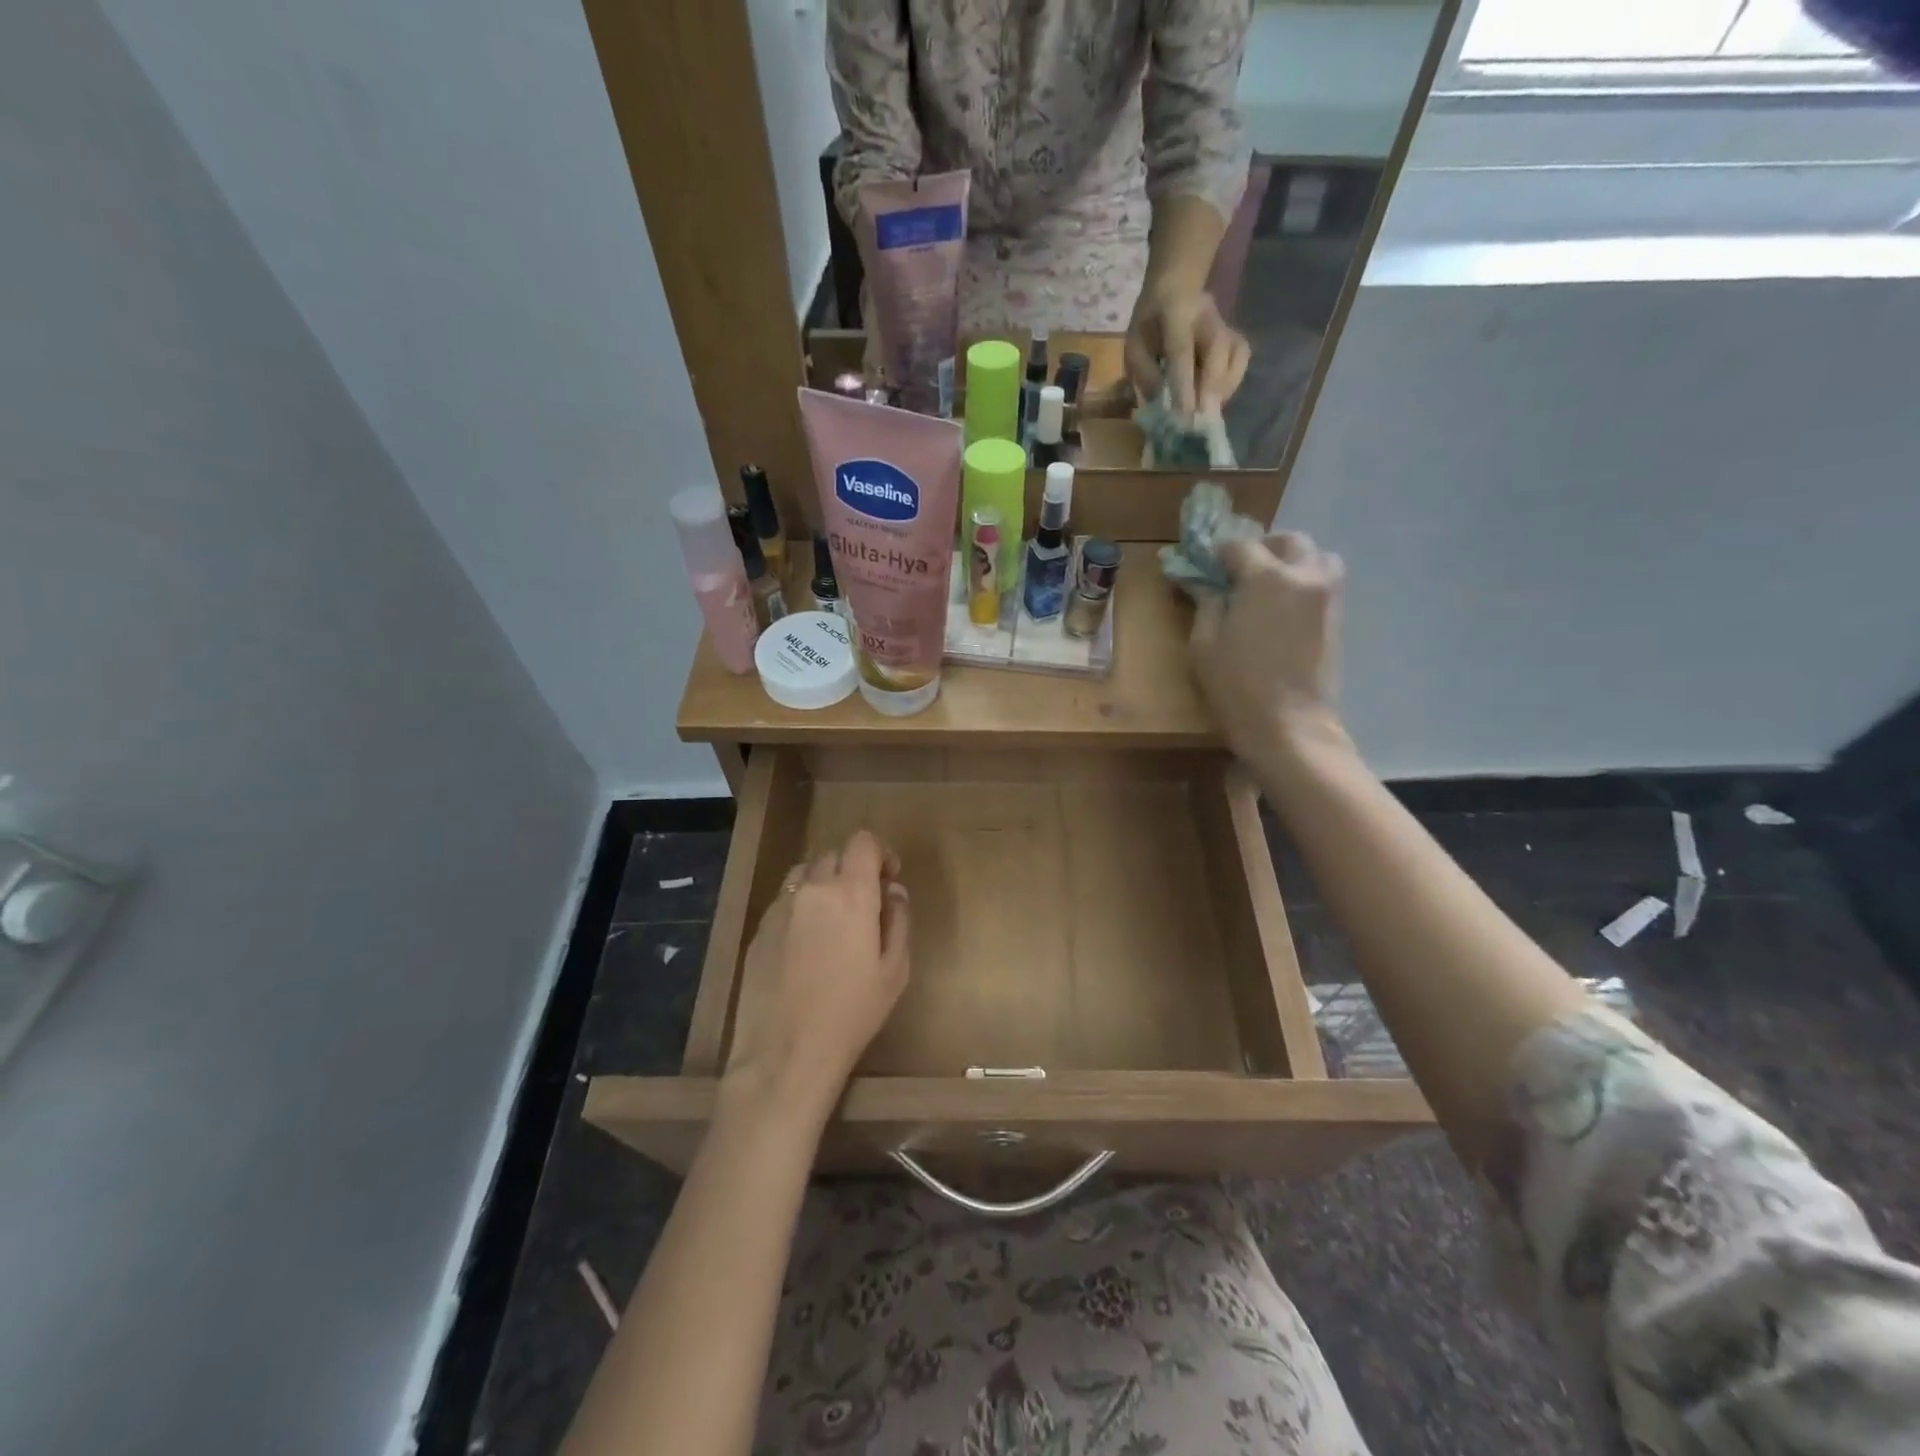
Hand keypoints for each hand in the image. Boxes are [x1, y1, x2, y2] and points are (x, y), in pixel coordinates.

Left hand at [724, 830, 910, 1123]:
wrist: (786, 1053)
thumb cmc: (852, 1013)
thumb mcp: (895, 970)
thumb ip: (898, 920)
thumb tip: (894, 891)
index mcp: (851, 893)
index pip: (863, 842)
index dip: (880, 853)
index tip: (889, 879)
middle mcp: (812, 888)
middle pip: (834, 854)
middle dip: (853, 869)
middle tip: (866, 903)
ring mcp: (780, 907)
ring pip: (805, 873)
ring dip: (824, 882)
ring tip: (834, 918)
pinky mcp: (759, 928)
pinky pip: (785, 900)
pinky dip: (801, 905)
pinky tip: (807, 943)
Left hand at [1125, 282, 1250, 417]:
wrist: (1175, 289)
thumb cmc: (1149, 322)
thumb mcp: (1134, 345)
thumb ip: (1145, 374)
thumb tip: (1162, 405)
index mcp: (1175, 314)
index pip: (1181, 351)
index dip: (1184, 384)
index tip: (1184, 414)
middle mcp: (1207, 316)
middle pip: (1218, 351)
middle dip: (1211, 389)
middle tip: (1201, 421)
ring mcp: (1226, 324)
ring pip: (1235, 356)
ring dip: (1222, 390)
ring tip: (1205, 414)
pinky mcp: (1236, 335)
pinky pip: (1240, 361)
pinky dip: (1230, 384)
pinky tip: (1215, 399)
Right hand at [1190, 533, 1349, 772]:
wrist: (1289, 726)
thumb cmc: (1237, 687)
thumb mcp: (1204, 644)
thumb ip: (1207, 603)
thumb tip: (1206, 583)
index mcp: (1267, 578)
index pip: (1241, 547)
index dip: (1220, 553)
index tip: (1206, 565)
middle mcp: (1304, 576)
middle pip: (1289, 542)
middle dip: (1263, 548)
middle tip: (1240, 570)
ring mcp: (1328, 596)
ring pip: (1317, 557)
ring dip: (1293, 561)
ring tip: (1269, 585)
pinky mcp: (1338, 618)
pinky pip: (1325, 582)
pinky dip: (1306, 582)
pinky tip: (1283, 607)